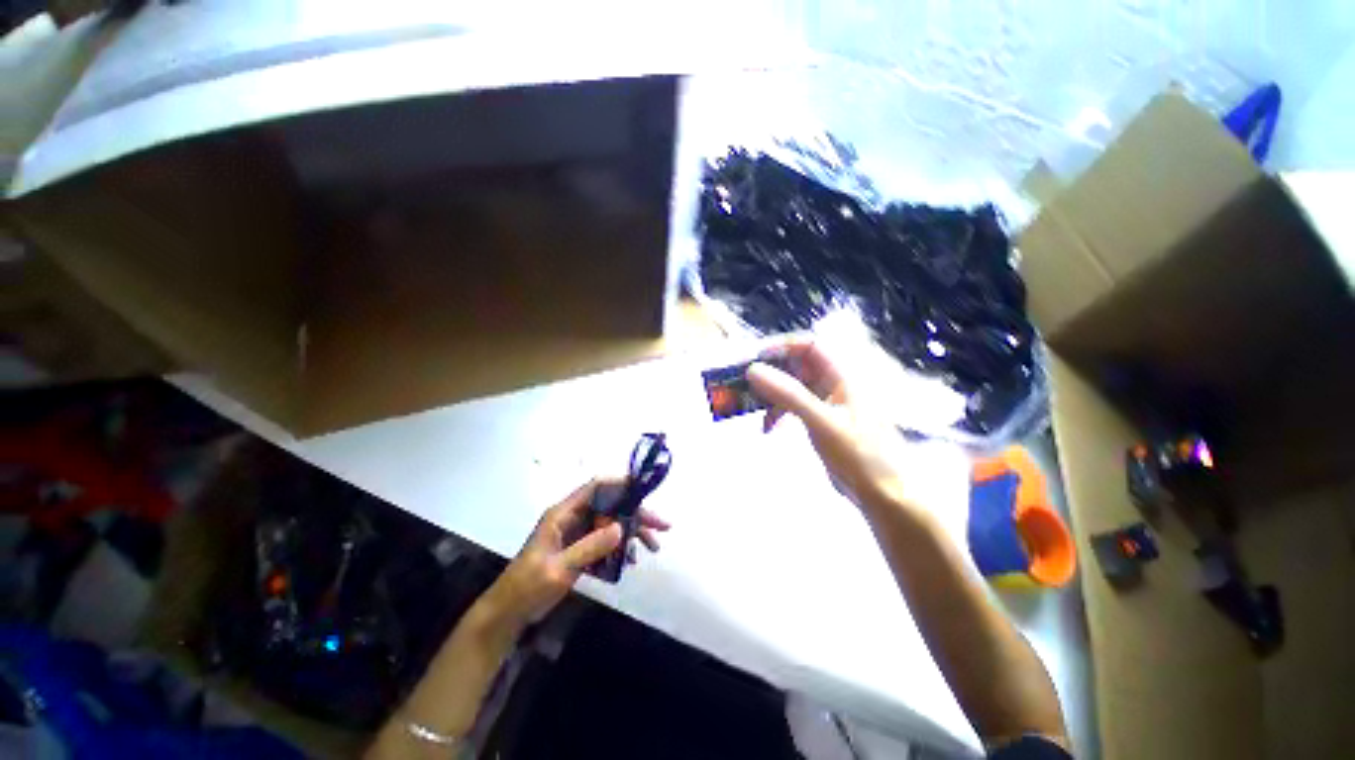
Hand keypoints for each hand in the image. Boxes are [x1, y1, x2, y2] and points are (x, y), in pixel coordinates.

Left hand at [480, 478, 670, 632]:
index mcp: (563, 513)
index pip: (596, 487)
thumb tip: (621, 528)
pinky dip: (621, 548)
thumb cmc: (527, 587)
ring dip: (633, 532)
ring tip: (653, 548)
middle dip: (636, 514)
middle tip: (662, 527)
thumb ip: (589, 547)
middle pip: (611, 506)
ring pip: (611, 523)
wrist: (508, 614)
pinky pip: (606, 541)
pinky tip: (632, 561)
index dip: (620, 483)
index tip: (644, 491)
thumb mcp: (558, 569)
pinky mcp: (580, 549)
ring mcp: (578, 533)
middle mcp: (573, 517)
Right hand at [747, 337, 912, 512]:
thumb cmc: (858, 453)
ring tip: (750, 406)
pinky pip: (793, 406)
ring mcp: (826, 402)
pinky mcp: (819, 420)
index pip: (809, 345)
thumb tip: (753, 370)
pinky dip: (777, 413)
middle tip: (745, 383)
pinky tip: (767, 428)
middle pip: (797, 365)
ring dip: (770, 394)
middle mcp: (833, 383)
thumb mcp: (821, 421)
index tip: (756, 360)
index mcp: (842, 375)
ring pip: (792, 386)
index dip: (782, 347)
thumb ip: (788, 394)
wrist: (881, 493)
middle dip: (770, 372)